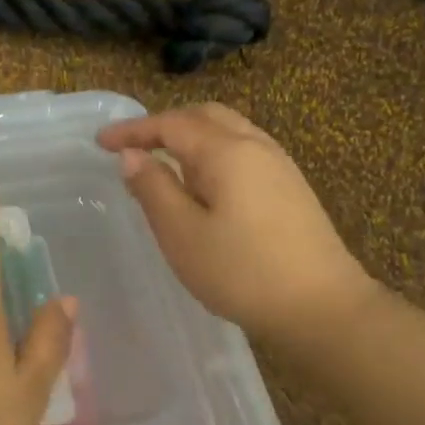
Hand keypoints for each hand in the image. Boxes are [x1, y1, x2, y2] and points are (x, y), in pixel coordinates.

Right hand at [96, 104, 373, 342]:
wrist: (324, 309)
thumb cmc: (242, 272)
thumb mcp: (182, 233)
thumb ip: (153, 188)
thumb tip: (132, 155)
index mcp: (226, 152)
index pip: (171, 124)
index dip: (133, 130)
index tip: (100, 141)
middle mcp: (255, 146)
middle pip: (204, 116)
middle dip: (164, 124)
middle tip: (132, 145)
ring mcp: (279, 165)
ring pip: (227, 130)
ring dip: (190, 135)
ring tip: (163, 160)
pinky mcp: (290, 187)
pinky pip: (243, 149)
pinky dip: (212, 151)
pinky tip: (202, 182)